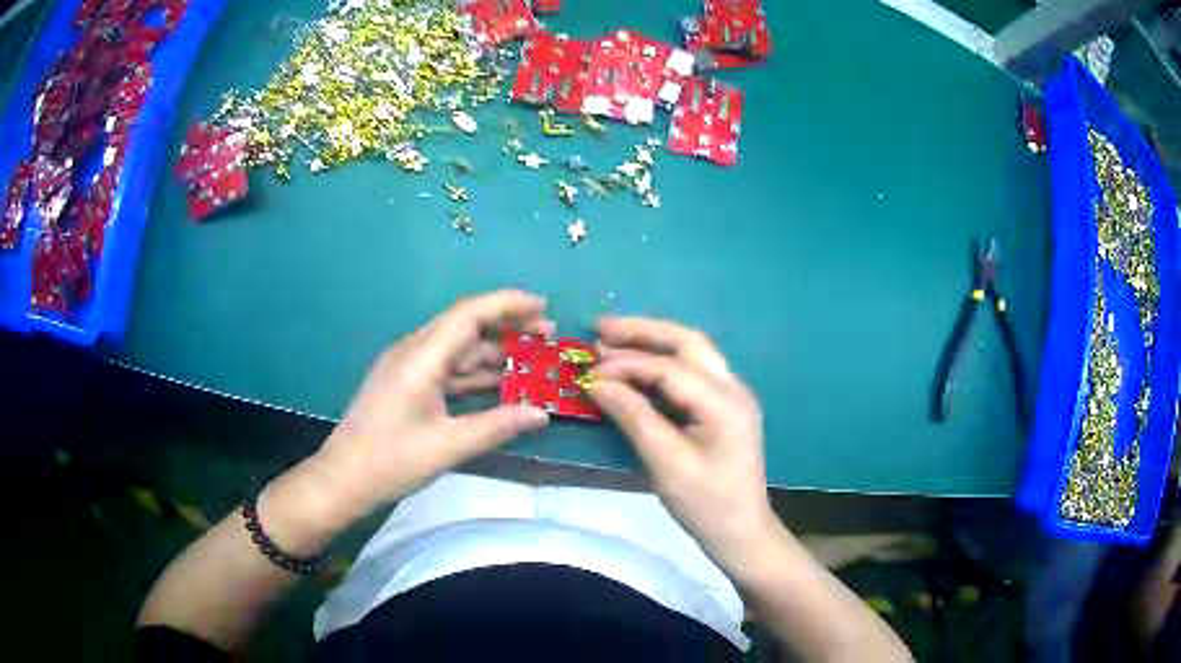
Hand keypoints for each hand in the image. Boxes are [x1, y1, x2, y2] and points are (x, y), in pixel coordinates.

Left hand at [304, 290, 551, 520]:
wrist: (342, 479)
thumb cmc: (390, 461)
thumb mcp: (448, 446)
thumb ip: (497, 426)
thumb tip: (542, 414)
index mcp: (420, 358)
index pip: (468, 314)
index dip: (508, 304)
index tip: (544, 307)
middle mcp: (413, 352)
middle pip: (464, 324)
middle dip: (506, 324)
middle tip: (546, 334)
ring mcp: (408, 367)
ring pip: (457, 347)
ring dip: (492, 350)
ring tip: (531, 359)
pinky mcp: (406, 384)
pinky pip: (447, 367)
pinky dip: (475, 372)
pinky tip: (500, 383)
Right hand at [587, 317, 775, 571]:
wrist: (742, 532)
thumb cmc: (705, 504)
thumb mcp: (666, 464)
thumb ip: (634, 417)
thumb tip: (597, 383)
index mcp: (724, 403)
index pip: (670, 368)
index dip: (626, 365)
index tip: (588, 373)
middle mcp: (733, 388)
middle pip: (687, 342)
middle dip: (642, 332)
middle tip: (599, 329)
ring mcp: (733, 395)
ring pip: (692, 351)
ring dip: (653, 342)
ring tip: (612, 340)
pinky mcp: (725, 406)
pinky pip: (693, 371)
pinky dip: (663, 362)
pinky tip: (638, 367)